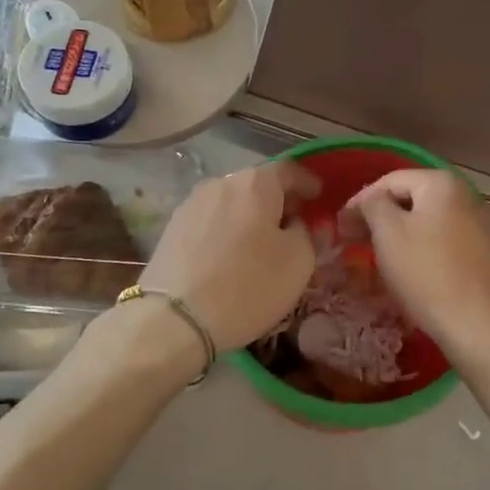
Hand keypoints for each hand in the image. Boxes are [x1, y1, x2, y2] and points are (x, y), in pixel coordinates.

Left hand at [137, 162, 319, 352]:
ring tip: (260, 243)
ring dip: (249, 217)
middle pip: (256, 185)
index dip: (307, 182)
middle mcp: (220, 184)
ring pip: (231, 203)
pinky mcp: (170, 230)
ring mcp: (191, 205)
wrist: (174, 320)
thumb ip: (306, 234)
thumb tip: (294, 225)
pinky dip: (226, 232)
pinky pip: (210, 222)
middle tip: (293, 224)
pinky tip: (230, 256)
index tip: (318, 197)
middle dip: (277, 201)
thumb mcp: (298, 262)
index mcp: (255, 184)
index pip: (289, 170)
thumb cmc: (248, 286)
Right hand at [338, 169, 489, 357]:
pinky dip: (420, 248)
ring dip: (399, 234)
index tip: (340, 227)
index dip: (360, 201)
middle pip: (410, 199)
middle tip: (353, 241)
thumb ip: (372, 204)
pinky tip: (408, 268)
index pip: (389, 181)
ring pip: (426, 221)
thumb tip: (369, 200)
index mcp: (442, 183)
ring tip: (376, 255)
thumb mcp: (388, 232)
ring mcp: (479, 224)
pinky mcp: (483, 252)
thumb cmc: (426, 272)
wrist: (476, 324)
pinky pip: (442, 240)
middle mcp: (466, 195)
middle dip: (379, 218)